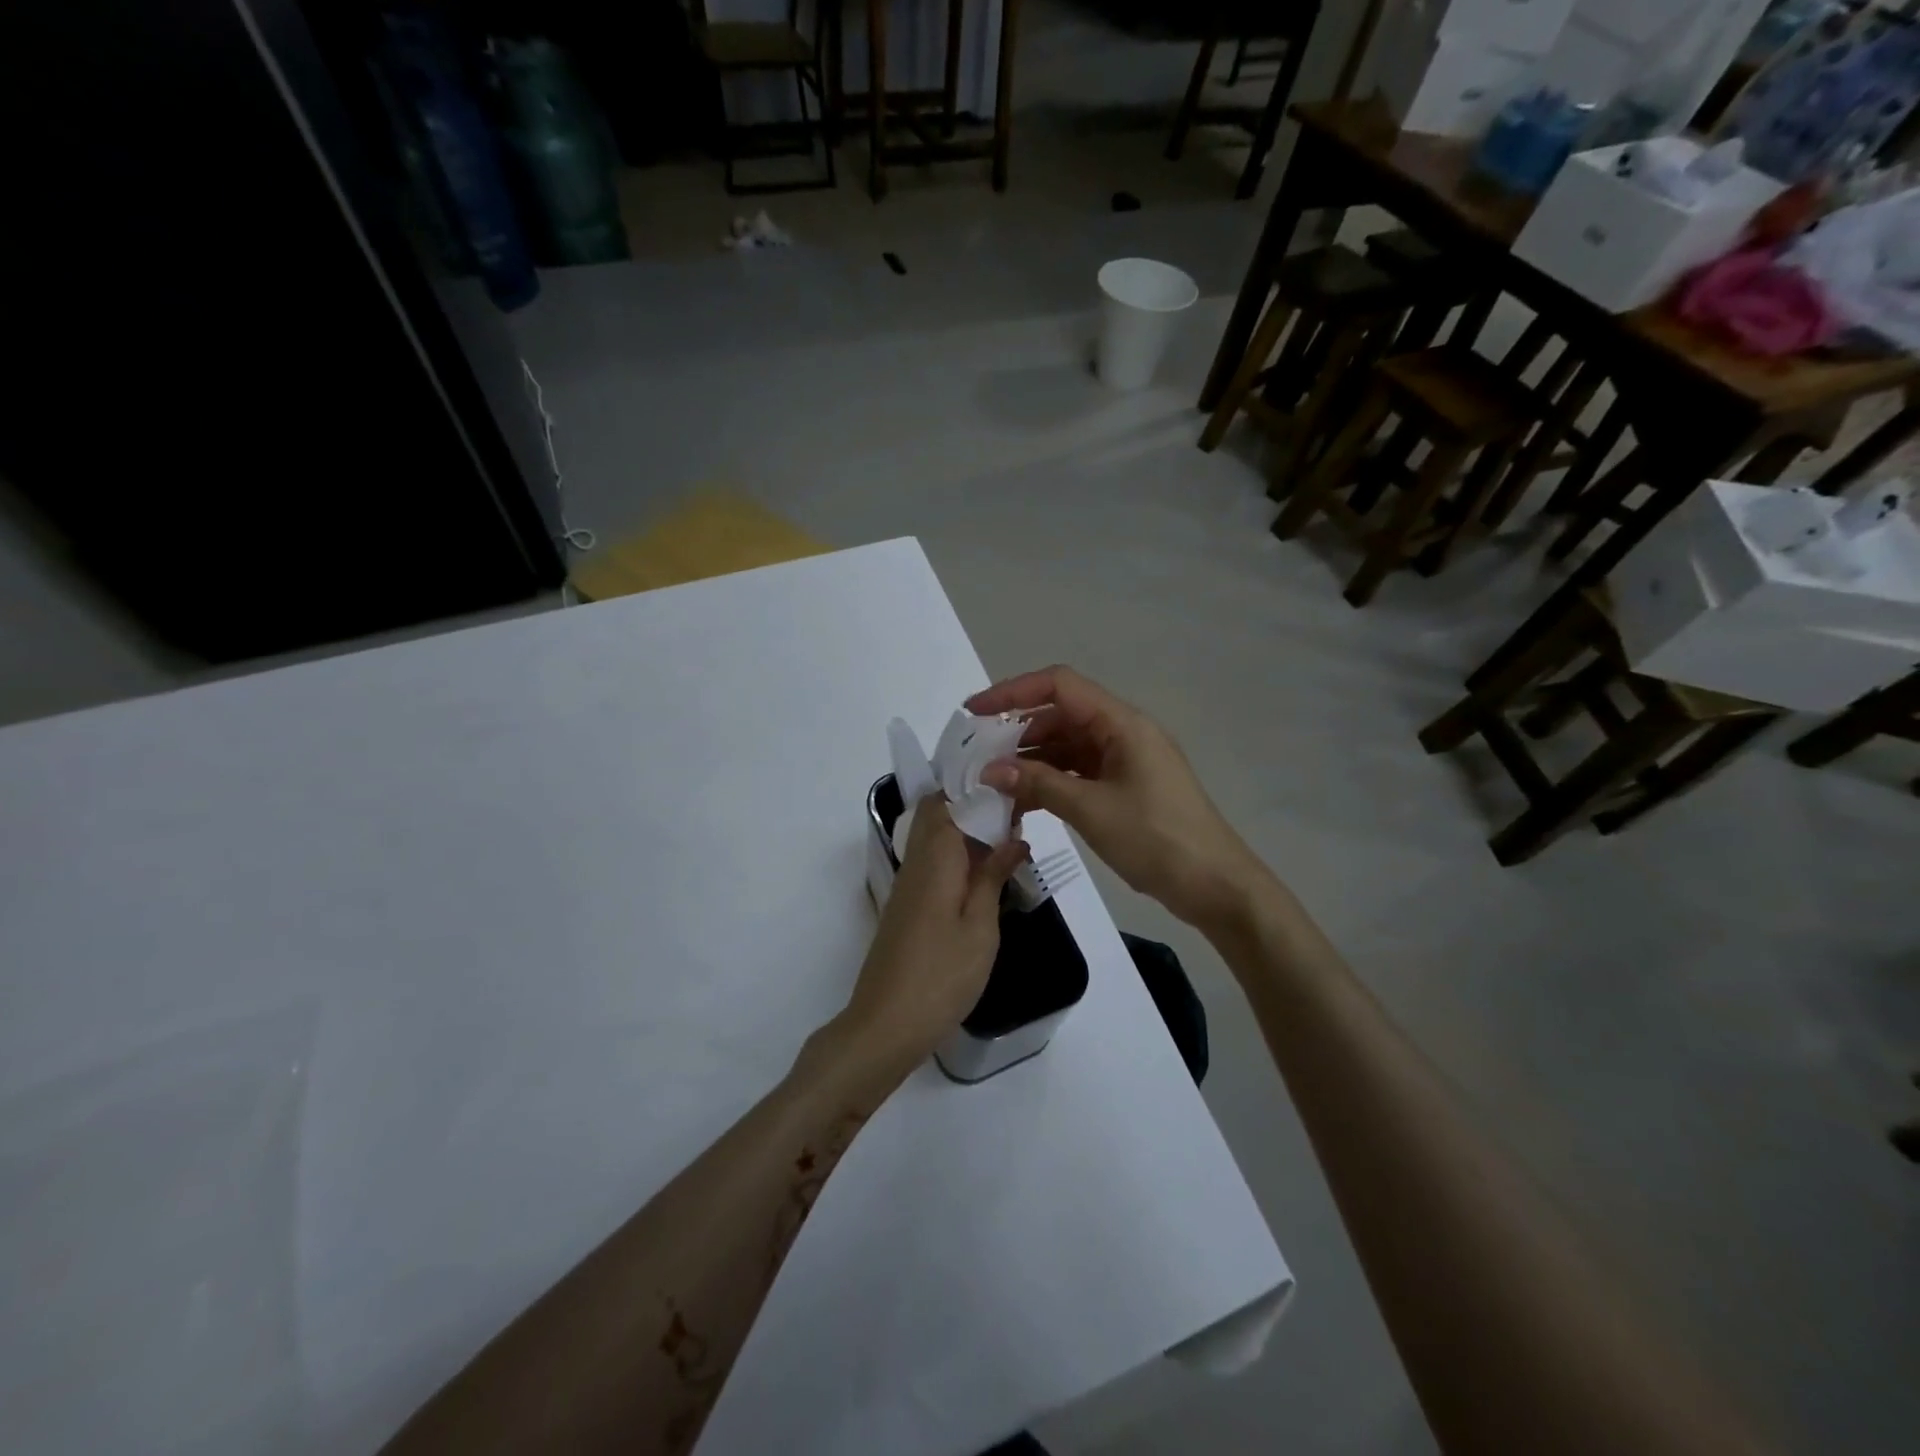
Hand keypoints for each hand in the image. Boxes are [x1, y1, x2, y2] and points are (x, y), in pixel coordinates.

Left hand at [835, 796, 1026, 1073]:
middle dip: (973, 807)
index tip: (1014, 790)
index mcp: (934, 858)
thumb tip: (1013, 838)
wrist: (886, 1024)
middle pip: (937, 814)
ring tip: (1008, 842)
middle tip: (1015, 817)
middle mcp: (915, 862)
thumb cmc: (941, 975)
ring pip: (934, 838)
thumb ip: (993, 877)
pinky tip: (984, 875)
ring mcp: (907, 885)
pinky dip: (957, 857)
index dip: (978, 789)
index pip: (948, 800)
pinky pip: (932, 863)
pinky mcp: (906, 906)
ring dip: (967, 833)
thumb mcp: (980, 927)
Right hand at [969, 666, 1267, 935]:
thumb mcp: (1091, 810)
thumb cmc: (1157, 839)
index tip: (974, 713)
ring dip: (1032, 760)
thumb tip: (990, 770)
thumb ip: (1038, 784)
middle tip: (979, 757)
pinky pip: (1079, 771)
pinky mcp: (1126, 786)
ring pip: (1068, 745)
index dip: (1013, 692)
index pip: (1059, 686)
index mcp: (1121, 723)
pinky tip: (1024, 801)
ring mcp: (1126, 760)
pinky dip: (1051, 781)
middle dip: (1017, 731)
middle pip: (1061, 714)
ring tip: (994, 783)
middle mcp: (1123, 732)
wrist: (1215, 885)